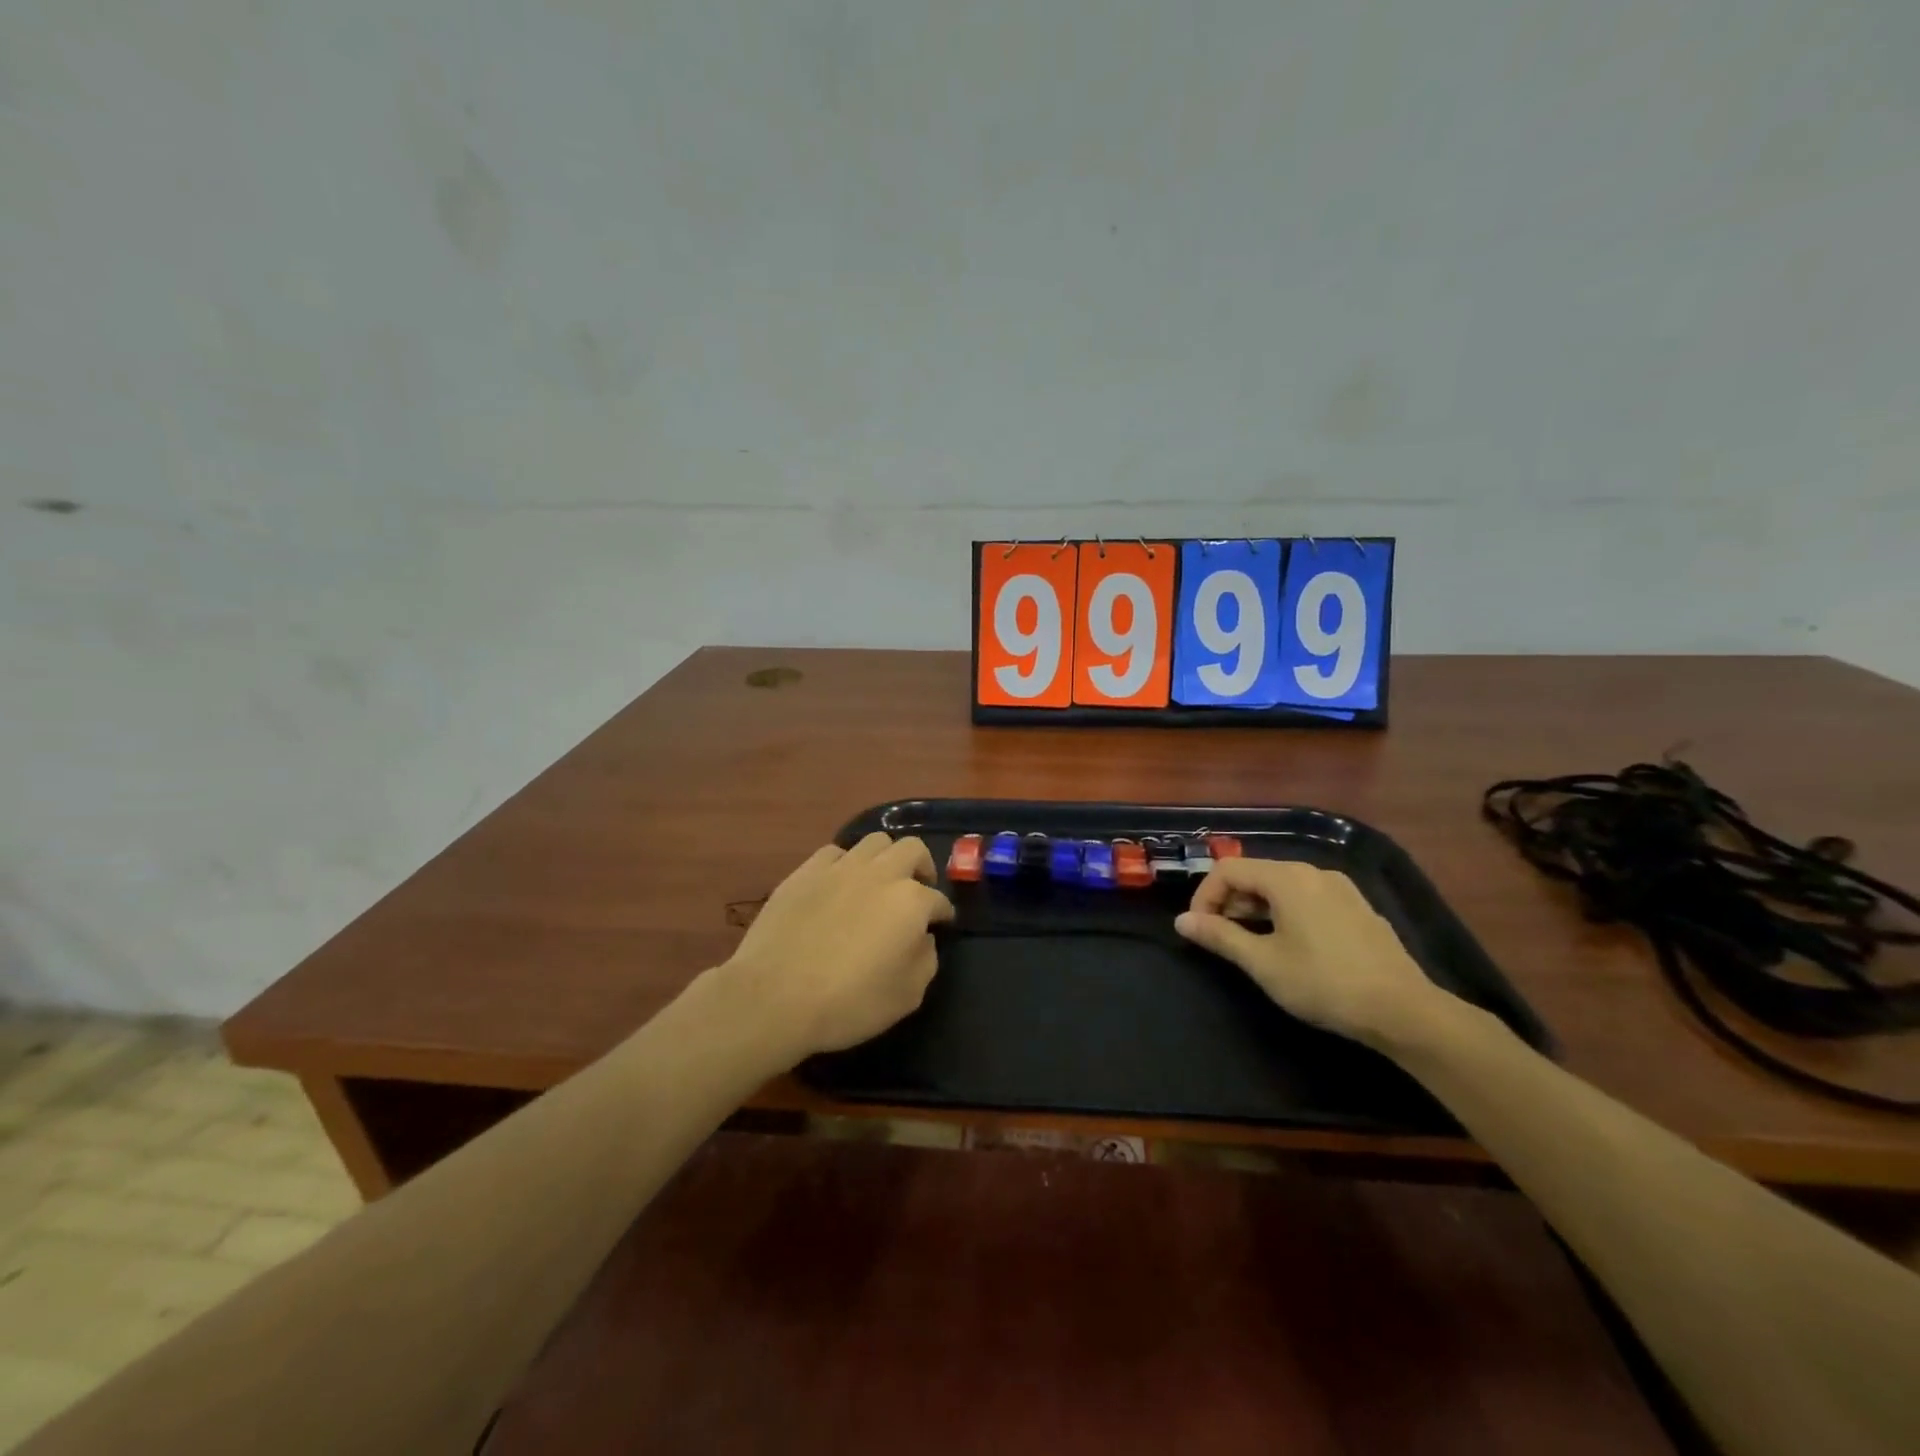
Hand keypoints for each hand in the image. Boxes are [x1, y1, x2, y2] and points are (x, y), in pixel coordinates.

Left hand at [719, 833, 954, 1064]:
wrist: (774, 996)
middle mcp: (880, 873)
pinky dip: (845, 864)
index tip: (940, 925)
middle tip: (916, 892)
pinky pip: (835, 852)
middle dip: (921, 868)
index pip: (939, 900)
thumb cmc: (848, 1002)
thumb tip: (923, 938)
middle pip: (912, 849)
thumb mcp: (907, 996)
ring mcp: (840, 867)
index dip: (943, 914)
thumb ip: (926, 960)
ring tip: (879, 883)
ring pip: (875, 841)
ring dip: (885, 858)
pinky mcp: (805, 871)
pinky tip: (839, 885)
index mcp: (910, 901)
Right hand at [1174, 857, 1452, 1047]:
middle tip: (1220, 938)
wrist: (1404, 1010)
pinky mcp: (1357, 907)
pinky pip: (1307, 898)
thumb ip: (1220, 936)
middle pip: (1255, 874)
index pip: (1227, 870)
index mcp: (1287, 878)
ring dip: (1256, 908)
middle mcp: (1313, 872)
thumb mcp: (1263, 963)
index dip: (1204, 896)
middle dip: (1229, 902)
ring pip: (1282, 886)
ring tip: (1250, 944)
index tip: (1199, 930)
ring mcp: (1340, 888)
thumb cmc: (1323, 983)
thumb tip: (1182, 921)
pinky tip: (1291, 946)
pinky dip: (1285, 913)